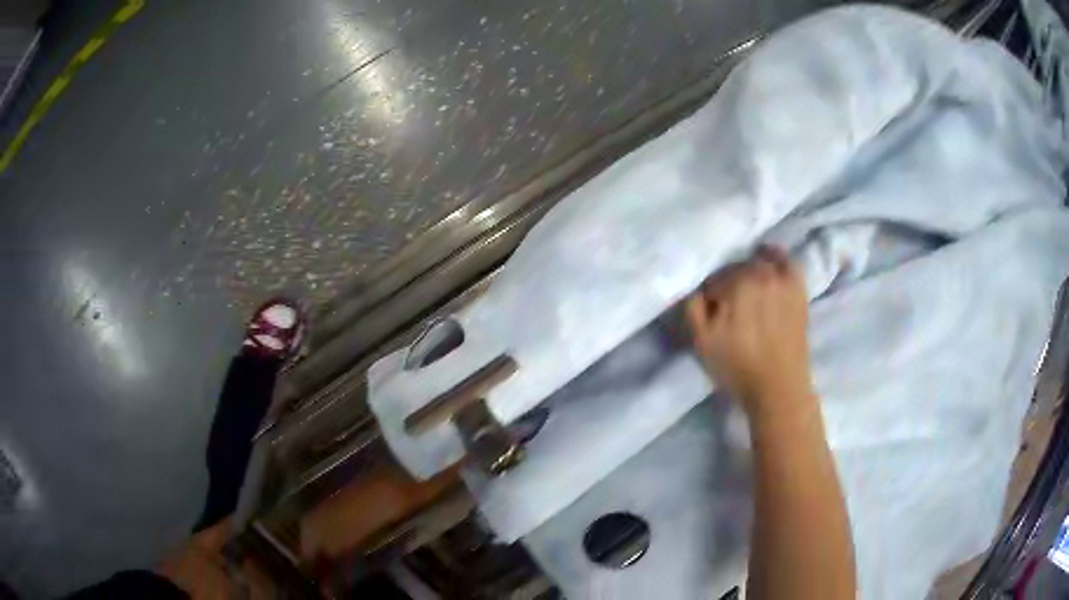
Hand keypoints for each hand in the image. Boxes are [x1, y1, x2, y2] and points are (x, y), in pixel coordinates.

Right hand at [685, 246, 814, 420]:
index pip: (713, 279)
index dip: (709, 297)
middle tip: (728, 308)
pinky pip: (786, 261)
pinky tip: (769, 265)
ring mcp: (783, 279)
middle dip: (728, 284)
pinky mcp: (798, 289)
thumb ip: (692, 307)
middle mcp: (761, 273)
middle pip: (735, 268)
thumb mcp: (701, 342)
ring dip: (749, 273)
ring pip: (758, 261)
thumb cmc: (737, 366)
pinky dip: (776, 258)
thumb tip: (697, 288)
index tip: (711, 314)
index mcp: (735, 284)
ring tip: (748, 294)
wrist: (778, 387)